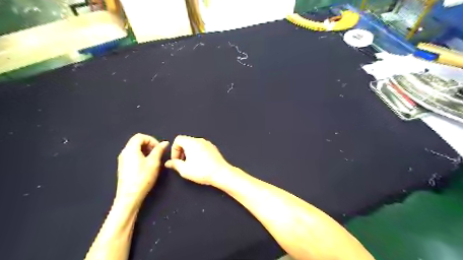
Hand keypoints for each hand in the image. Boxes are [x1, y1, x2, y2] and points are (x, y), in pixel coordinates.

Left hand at [116, 134, 169, 202]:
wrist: (129, 196)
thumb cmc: (143, 177)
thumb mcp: (154, 162)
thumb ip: (159, 150)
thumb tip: (164, 143)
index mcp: (130, 149)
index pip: (140, 136)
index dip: (152, 139)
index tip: (159, 148)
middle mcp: (124, 152)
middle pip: (136, 141)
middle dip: (149, 144)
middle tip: (157, 152)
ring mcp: (122, 160)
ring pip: (134, 149)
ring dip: (145, 150)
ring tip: (154, 159)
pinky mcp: (123, 167)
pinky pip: (132, 156)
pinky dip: (141, 156)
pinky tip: (147, 165)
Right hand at [164, 135, 232, 185]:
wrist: (221, 173)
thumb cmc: (202, 171)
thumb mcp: (184, 170)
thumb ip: (175, 164)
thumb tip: (168, 163)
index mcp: (191, 142)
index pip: (178, 139)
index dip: (174, 150)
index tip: (176, 160)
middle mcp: (200, 140)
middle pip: (186, 141)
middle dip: (181, 152)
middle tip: (182, 163)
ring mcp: (208, 143)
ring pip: (194, 145)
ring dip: (189, 153)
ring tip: (190, 164)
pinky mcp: (213, 148)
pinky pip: (202, 147)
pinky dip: (197, 153)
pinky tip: (200, 164)